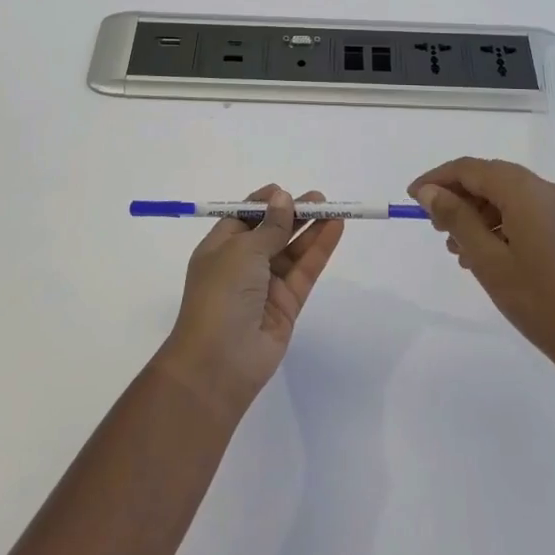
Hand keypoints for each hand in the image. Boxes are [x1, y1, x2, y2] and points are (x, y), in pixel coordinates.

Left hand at [155, 186, 344, 418]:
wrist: (219, 363)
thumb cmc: (221, 295)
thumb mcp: (243, 252)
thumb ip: (270, 226)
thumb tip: (282, 198)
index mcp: (219, 249)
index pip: (243, 219)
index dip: (263, 204)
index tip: (284, 191)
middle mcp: (241, 266)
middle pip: (271, 232)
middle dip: (293, 214)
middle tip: (320, 198)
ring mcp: (265, 286)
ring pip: (292, 250)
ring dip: (310, 229)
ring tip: (333, 208)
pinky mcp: (286, 305)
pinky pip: (305, 271)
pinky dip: (319, 249)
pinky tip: (335, 229)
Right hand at [410, 158, 554, 382]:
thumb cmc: (538, 302)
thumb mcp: (487, 260)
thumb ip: (456, 218)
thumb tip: (429, 191)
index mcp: (527, 192)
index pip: (471, 169)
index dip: (438, 178)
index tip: (412, 199)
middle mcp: (546, 191)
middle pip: (490, 178)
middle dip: (457, 196)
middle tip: (432, 226)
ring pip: (507, 196)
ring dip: (476, 212)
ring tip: (455, 247)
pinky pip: (524, 212)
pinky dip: (498, 224)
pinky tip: (483, 254)